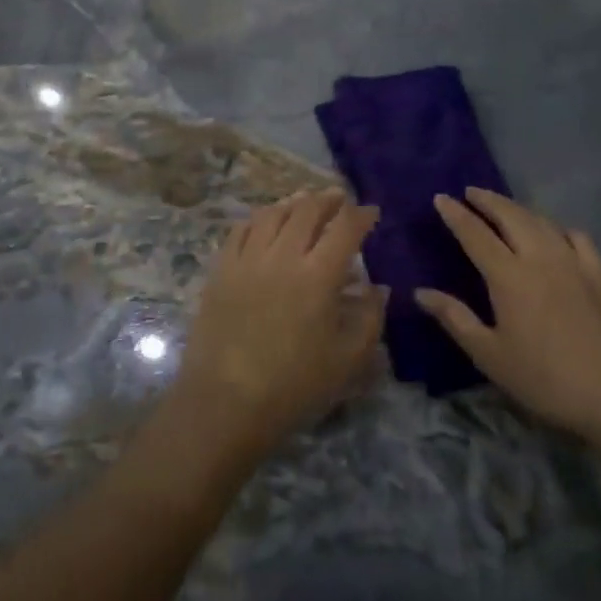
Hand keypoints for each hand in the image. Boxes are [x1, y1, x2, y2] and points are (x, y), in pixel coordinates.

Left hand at [174, 190, 385, 461]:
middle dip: (328, 200)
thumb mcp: (347, 361)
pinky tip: (265, 220)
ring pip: (272, 214)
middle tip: (339, 199)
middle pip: (307, 211)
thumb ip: (370, 318)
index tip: (371, 212)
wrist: (225, 402)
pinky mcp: (221, 269)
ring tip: (305, 202)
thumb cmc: (293, 387)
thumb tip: (379, 288)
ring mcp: (247, 259)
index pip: (345, 228)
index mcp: (318, 276)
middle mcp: (283, 256)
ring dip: (294, 203)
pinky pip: (241, 229)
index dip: (361, 215)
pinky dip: (259, 217)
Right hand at [417, 188, 600, 446]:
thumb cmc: (545, 379)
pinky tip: (556, 234)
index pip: (475, 234)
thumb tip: (420, 292)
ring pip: (542, 221)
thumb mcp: (490, 355)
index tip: (441, 198)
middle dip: (488, 200)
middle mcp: (540, 257)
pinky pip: (576, 236)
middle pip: (511, 216)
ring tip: (505, 207)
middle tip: (471, 192)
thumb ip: (455, 318)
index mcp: (508, 276)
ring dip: (518, 208)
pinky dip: (558, 227)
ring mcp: (575, 261)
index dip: (456, 214)